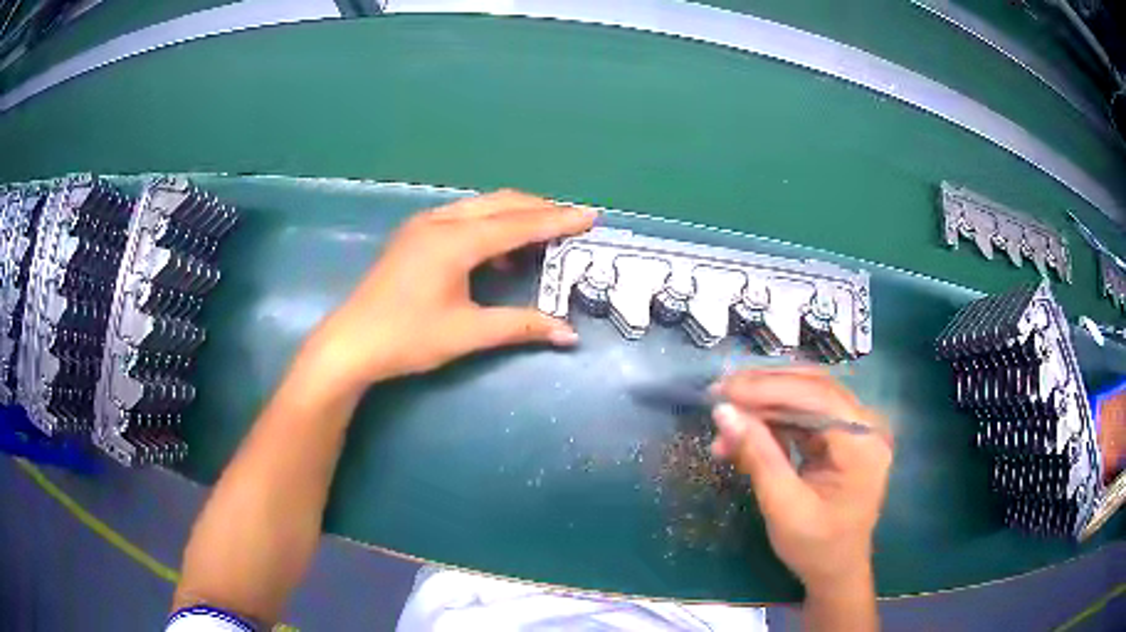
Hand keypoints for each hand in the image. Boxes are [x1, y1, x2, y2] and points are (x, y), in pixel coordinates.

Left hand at [306, 190, 595, 388]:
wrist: (351, 343)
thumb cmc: (407, 338)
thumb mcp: (468, 333)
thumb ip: (520, 326)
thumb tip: (568, 334)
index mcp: (455, 241)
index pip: (519, 224)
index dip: (558, 220)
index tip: (590, 216)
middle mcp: (441, 221)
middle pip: (502, 203)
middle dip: (540, 210)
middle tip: (573, 222)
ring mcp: (424, 224)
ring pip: (481, 207)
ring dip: (515, 216)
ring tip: (544, 234)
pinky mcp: (415, 235)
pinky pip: (463, 217)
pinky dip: (490, 226)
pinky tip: (498, 251)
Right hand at [710, 369, 891, 592]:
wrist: (836, 571)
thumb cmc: (815, 547)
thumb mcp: (783, 507)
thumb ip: (758, 456)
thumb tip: (724, 412)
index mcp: (862, 444)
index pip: (817, 397)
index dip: (769, 389)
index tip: (724, 391)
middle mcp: (865, 426)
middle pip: (813, 388)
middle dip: (764, 389)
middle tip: (720, 393)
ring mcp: (854, 430)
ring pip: (806, 397)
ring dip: (764, 405)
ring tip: (725, 419)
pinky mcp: (840, 438)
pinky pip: (804, 416)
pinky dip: (772, 421)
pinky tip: (745, 433)